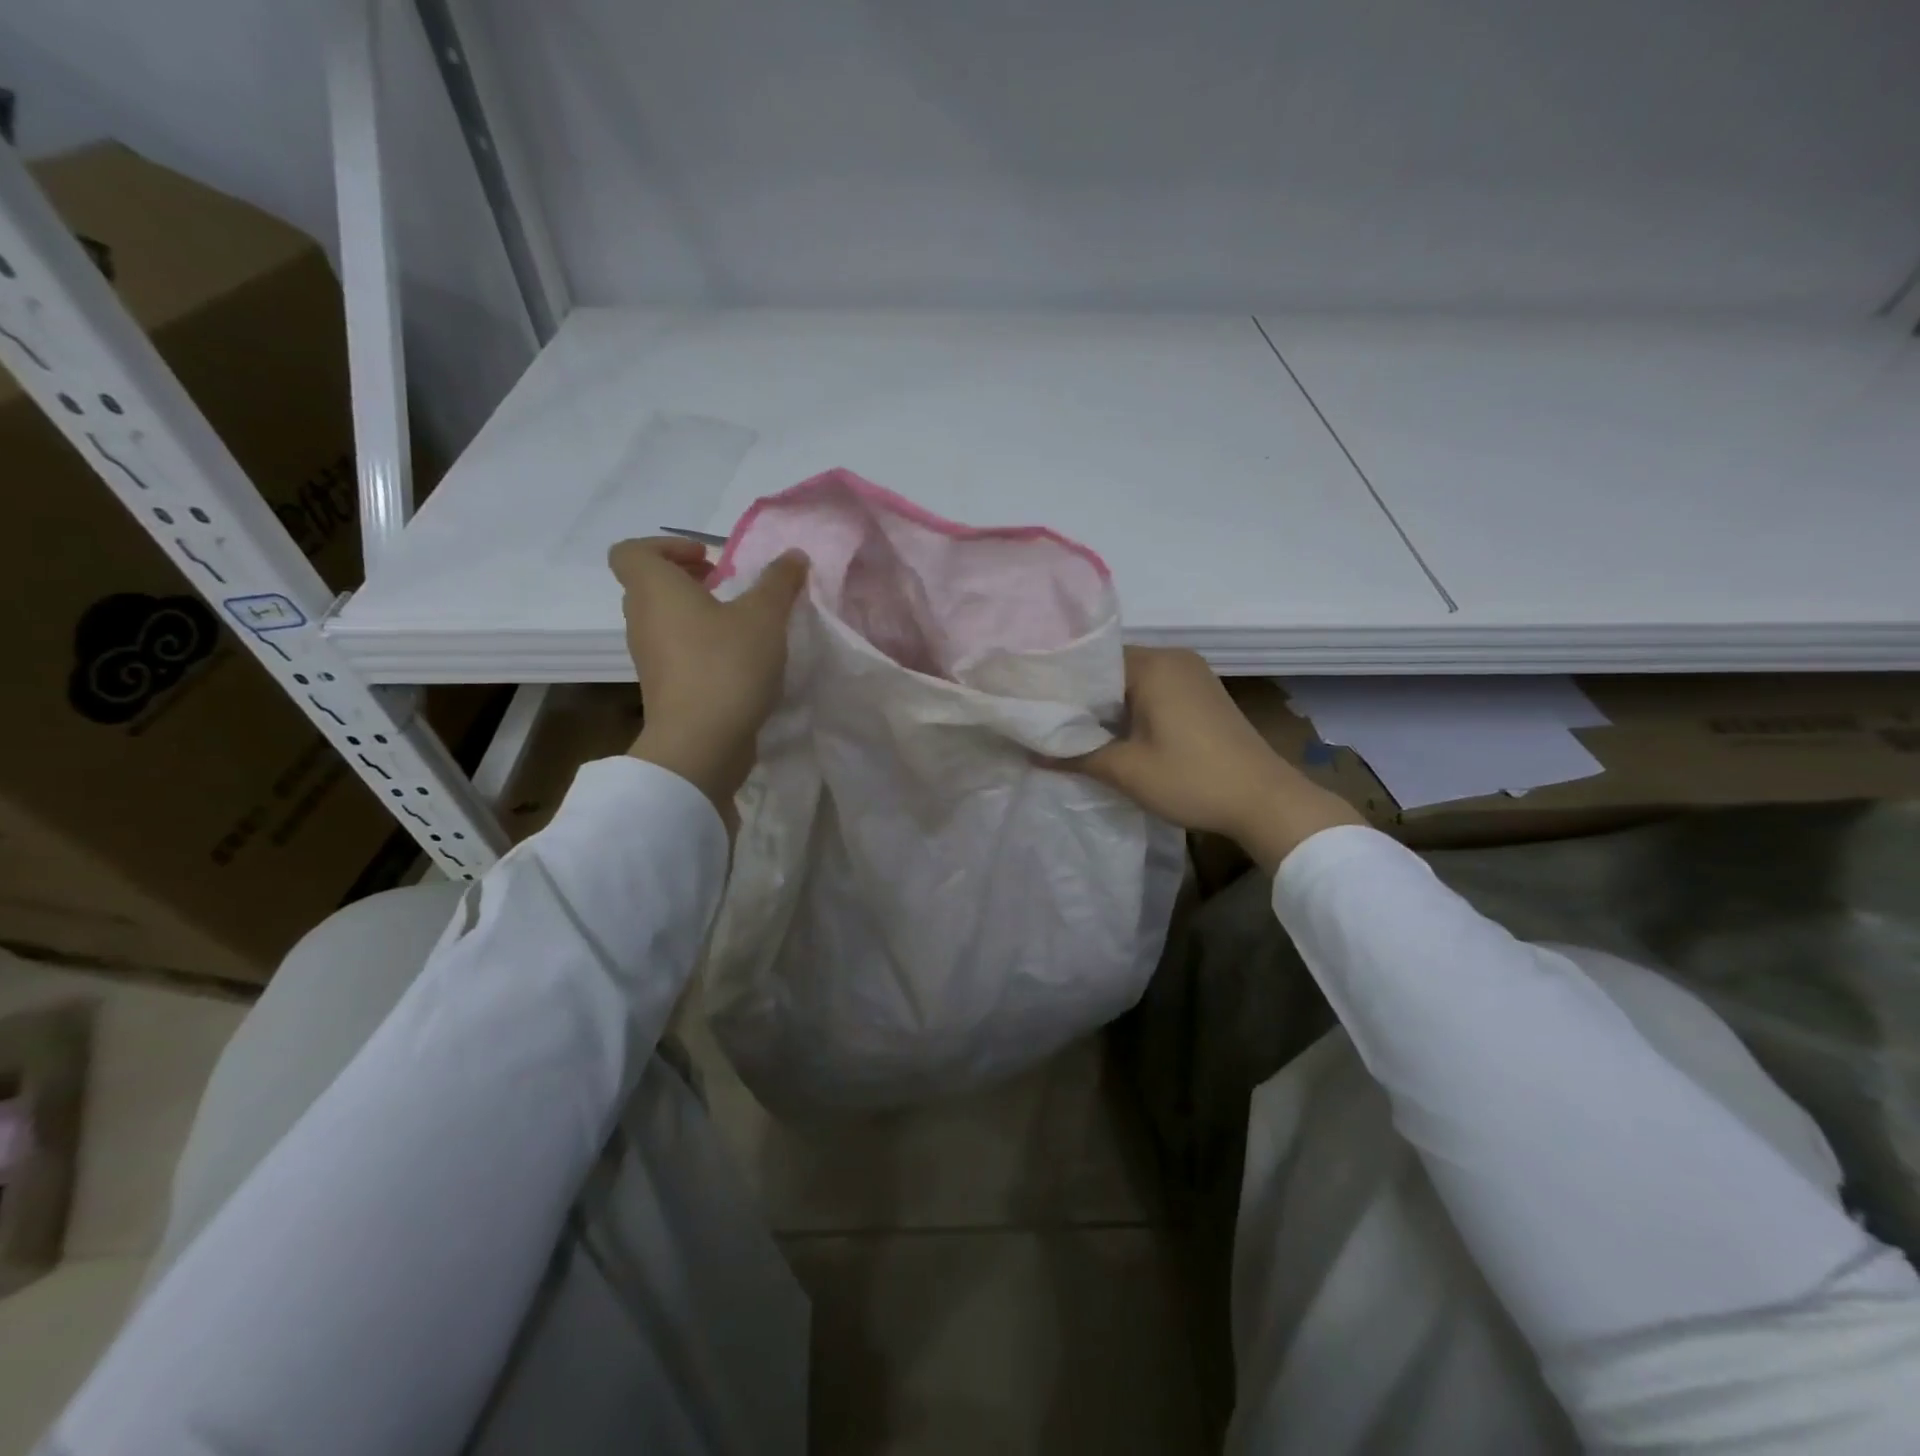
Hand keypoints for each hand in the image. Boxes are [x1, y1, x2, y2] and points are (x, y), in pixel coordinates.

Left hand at [608, 536, 808, 824]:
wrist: (701, 744)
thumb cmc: (726, 666)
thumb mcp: (765, 617)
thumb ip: (779, 582)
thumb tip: (793, 555)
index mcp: (655, 590)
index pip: (632, 552)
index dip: (666, 546)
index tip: (708, 558)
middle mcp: (642, 620)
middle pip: (650, 585)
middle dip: (688, 578)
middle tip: (728, 584)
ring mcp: (650, 658)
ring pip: (665, 621)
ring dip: (697, 613)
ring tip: (740, 622)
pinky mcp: (665, 688)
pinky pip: (677, 652)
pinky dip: (700, 645)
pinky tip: (739, 658)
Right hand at [1053, 647, 1362, 872]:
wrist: (1267, 801)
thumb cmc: (1192, 779)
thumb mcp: (1126, 771)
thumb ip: (1075, 756)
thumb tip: (1031, 752)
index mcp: (1154, 665)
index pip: (1091, 661)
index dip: (1062, 684)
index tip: (1036, 706)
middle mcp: (1174, 658)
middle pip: (1112, 669)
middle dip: (1084, 697)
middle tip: (1050, 722)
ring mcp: (1193, 675)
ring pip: (1133, 682)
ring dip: (1109, 706)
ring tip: (1076, 731)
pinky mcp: (1204, 694)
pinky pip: (1156, 691)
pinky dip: (1133, 708)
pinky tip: (1117, 734)